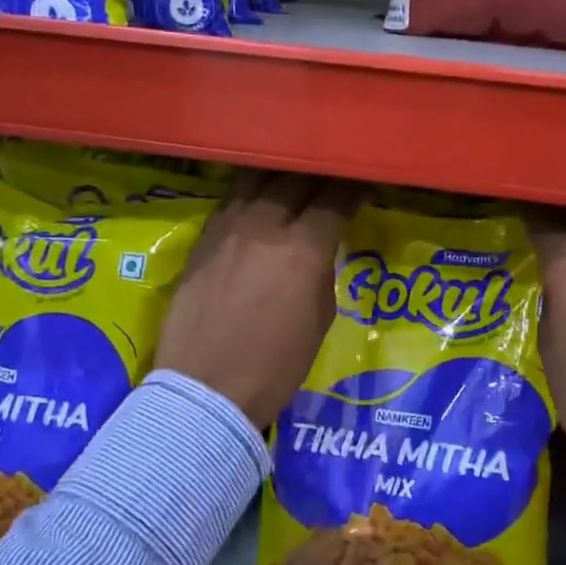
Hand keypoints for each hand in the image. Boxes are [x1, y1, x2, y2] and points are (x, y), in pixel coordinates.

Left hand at [154, 171, 358, 428]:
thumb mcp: (320, 319)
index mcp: (302, 250)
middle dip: (319, 174)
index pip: (336, 199)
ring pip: (255, 179)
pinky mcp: (201, 240)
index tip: (364, 183)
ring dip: (280, 174)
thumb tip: (318, 250)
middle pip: (295, 179)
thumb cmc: (275, 366)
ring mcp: (226, 229)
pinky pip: (229, 200)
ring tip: (293, 174)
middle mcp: (263, 227)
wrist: (206, 390)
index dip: (355, 188)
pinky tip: (257, 196)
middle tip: (331, 175)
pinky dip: (249, 192)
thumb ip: (321, 272)